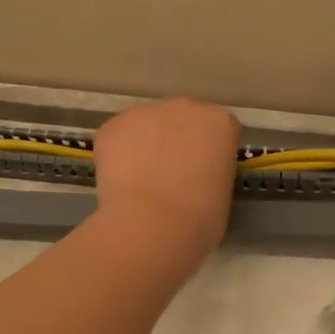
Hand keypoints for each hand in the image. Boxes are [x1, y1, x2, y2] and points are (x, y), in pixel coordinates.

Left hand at [93, 98, 240, 260]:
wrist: (151, 226)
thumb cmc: (199, 219)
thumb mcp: (222, 194)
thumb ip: (212, 172)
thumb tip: (195, 178)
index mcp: (220, 122)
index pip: (219, 130)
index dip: (210, 152)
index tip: (204, 173)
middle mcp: (185, 107)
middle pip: (183, 119)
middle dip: (178, 140)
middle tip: (171, 175)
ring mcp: (145, 113)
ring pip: (147, 126)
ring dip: (146, 145)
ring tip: (142, 181)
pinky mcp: (112, 126)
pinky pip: (118, 138)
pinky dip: (119, 155)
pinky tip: (121, 183)